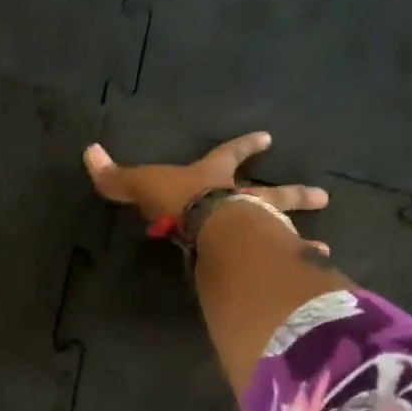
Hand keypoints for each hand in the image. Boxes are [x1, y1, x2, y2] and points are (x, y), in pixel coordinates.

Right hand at [84, 131, 331, 241]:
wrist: (212, 228)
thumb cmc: (179, 202)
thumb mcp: (143, 185)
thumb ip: (117, 177)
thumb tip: (88, 152)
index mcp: (214, 179)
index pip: (229, 156)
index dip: (245, 147)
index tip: (269, 138)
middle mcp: (243, 200)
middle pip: (273, 193)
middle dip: (294, 194)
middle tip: (323, 198)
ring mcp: (260, 226)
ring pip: (286, 227)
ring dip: (301, 232)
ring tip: (322, 246)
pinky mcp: (266, 255)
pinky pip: (288, 260)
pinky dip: (302, 265)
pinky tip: (317, 272)